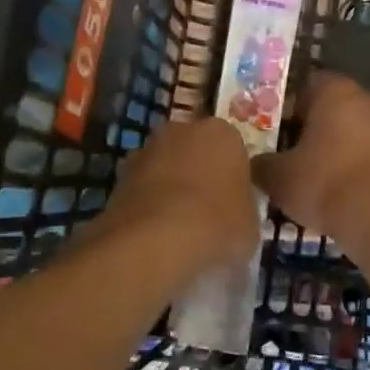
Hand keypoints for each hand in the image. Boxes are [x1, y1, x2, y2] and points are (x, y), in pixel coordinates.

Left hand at [97, 117, 259, 274]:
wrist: (154, 240)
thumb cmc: (216, 224)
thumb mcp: (250, 224)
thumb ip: (244, 207)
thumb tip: (235, 211)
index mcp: (222, 133)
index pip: (234, 148)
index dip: (235, 175)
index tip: (235, 201)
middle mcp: (183, 129)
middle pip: (196, 150)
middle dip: (201, 173)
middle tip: (208, 211)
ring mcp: (147, 149)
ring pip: (167, 166)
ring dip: (172, 187)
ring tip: (179, 226)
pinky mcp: (119, 174)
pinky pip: (144, 187)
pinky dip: (149, 203)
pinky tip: (156, 233)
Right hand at [252, 73, 369, 247]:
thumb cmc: (324, 184)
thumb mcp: (277, 177)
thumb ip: (261, 163)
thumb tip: (254, 163)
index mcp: (337, 93)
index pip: (310, 85)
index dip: (293, 107)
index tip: (281, 132)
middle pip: (337, 107)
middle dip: (318, 127)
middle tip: (297, 155)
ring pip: (360, 130)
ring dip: (343, 147)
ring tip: (322, 178)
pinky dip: (363, 166)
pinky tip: (348, 192)